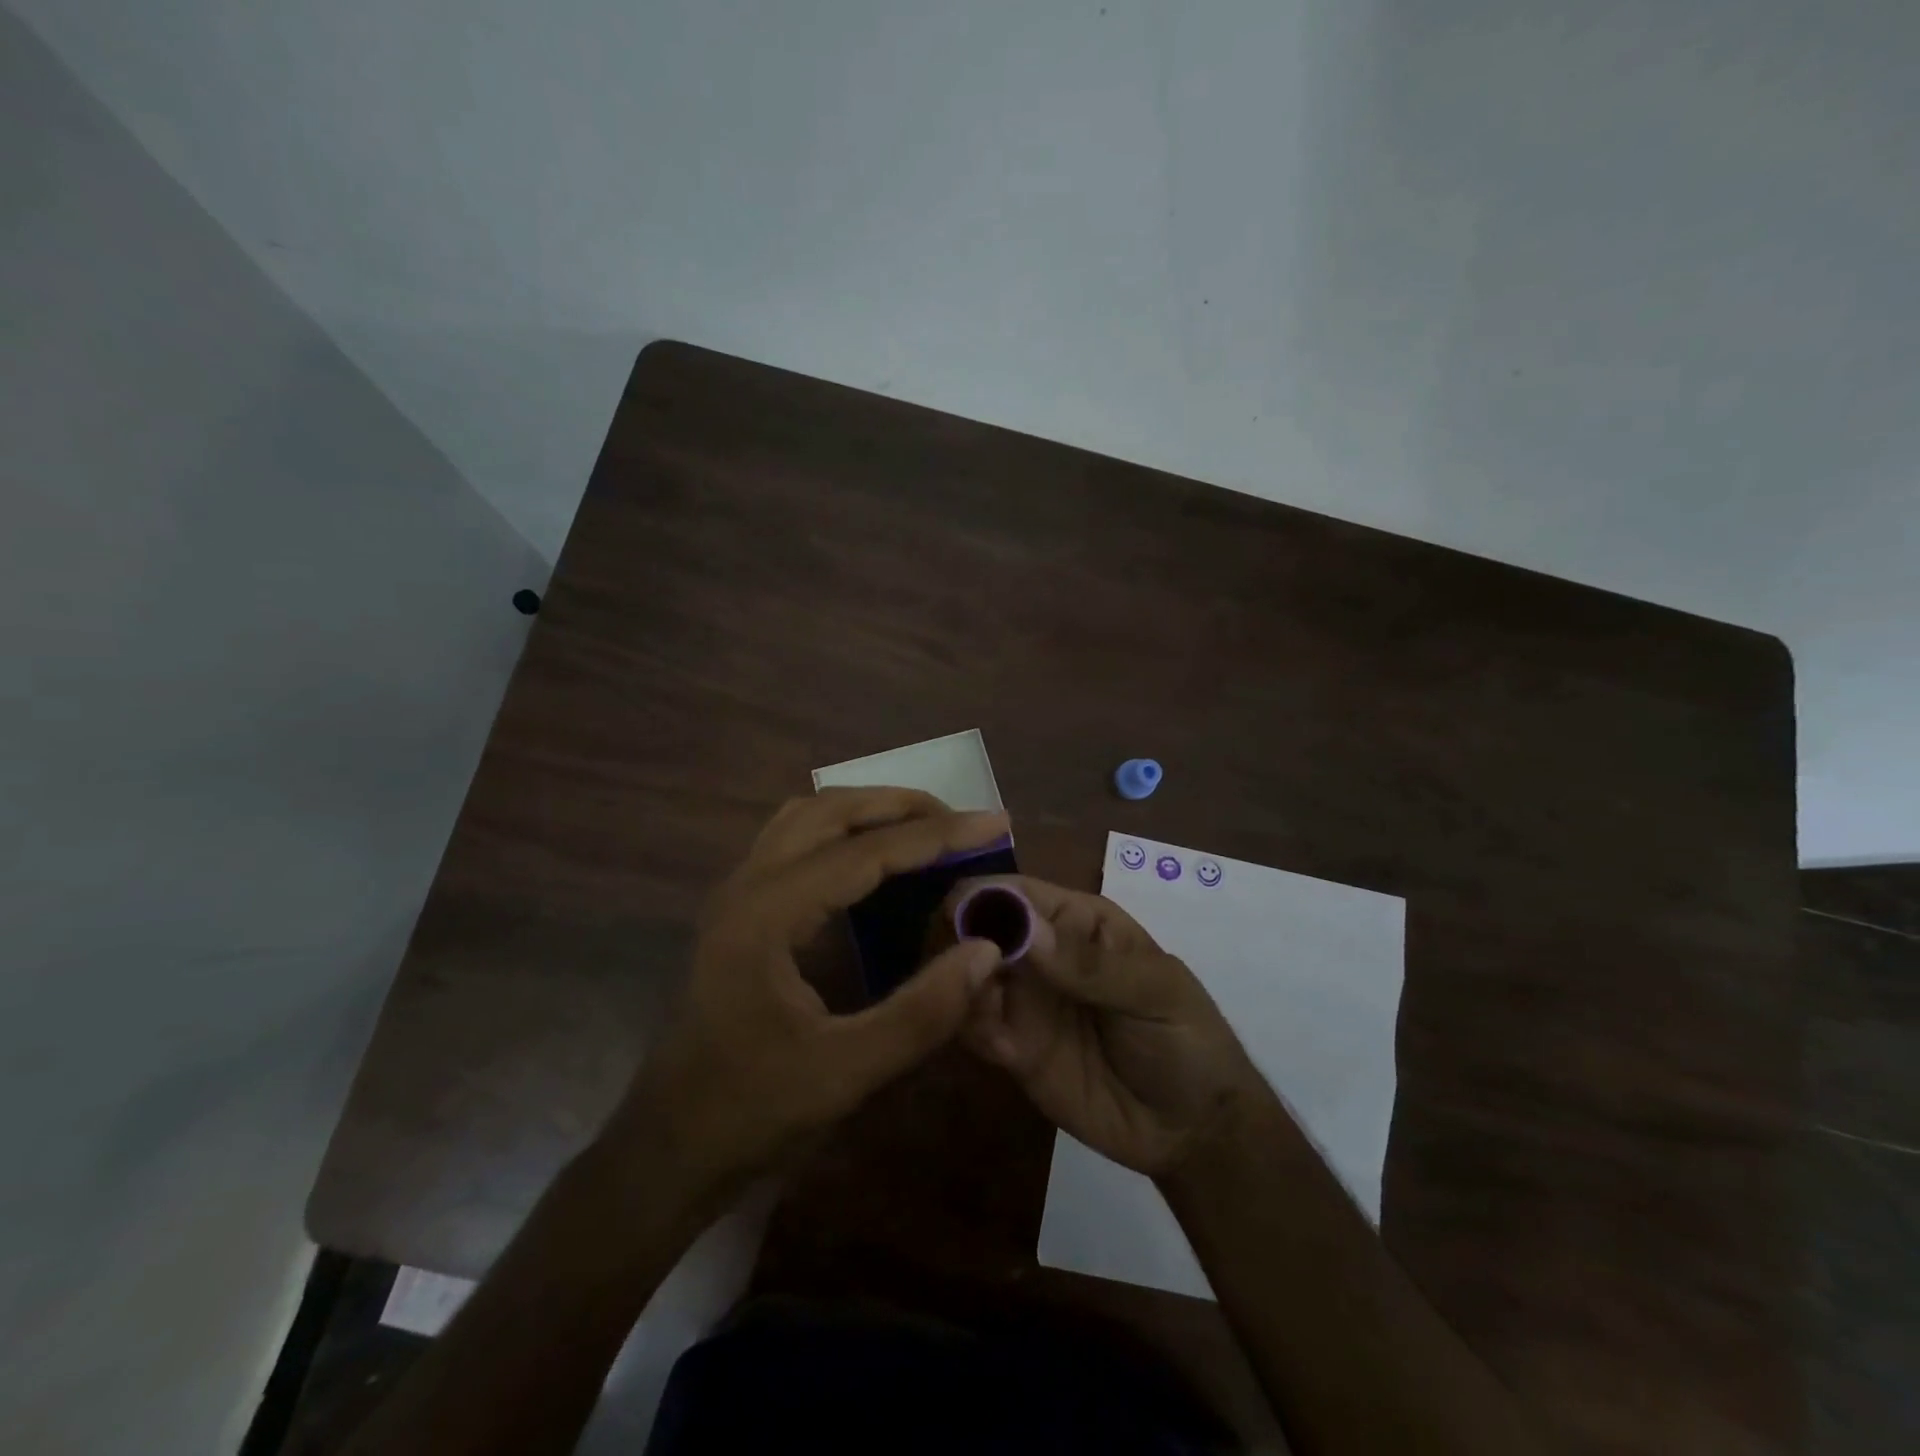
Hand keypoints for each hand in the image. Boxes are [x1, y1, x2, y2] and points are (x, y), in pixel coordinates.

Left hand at [605, 789, 1007, 1200]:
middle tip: (962, 821)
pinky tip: (873, 861)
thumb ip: (921, 1012)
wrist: (666, 1147)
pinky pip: (794, 841)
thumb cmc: (750, 1112)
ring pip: (807, 817)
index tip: (995, 822)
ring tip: (925, 828)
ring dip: (868, 810)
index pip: (865, 851)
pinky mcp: (738, 909)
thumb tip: (986, 950)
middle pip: (830, 811)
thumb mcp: (844, 1073)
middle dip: (901, 806)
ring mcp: (737, 893)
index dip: (937, 835)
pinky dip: (842, 831)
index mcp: (768, 914)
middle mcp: (747, 884)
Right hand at [952, 876, 1261, 1176]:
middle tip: (956, 971)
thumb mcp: (1153, 993)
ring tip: (982, 1012)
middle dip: (959, 942)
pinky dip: (972, 1029)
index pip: (1016, 892)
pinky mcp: (1013, 1048)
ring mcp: (1023, 1001)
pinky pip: (975, 1028)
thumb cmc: (1187, 1040)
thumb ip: (1089, 965)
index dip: (983, 898)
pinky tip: (1000, 1049)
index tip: (954, 920)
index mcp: (1076, 921)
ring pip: (968, 977)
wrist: (1194, 1130)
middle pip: (978, 929)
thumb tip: (1023, 930)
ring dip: (960, 988)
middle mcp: (1039, 953)